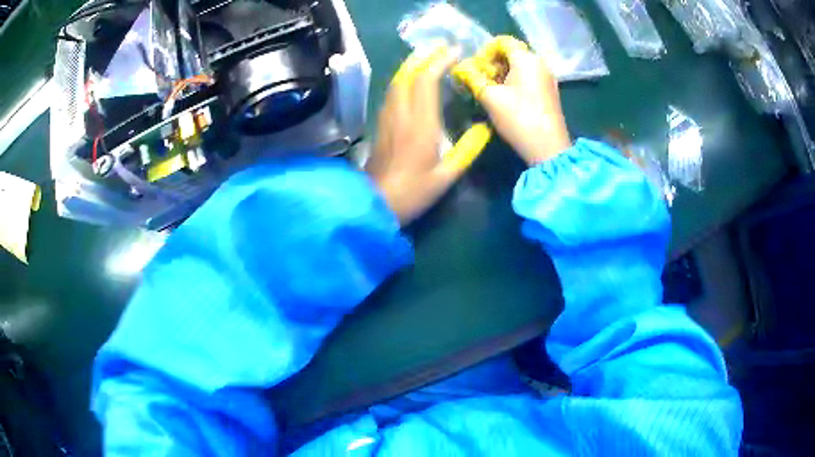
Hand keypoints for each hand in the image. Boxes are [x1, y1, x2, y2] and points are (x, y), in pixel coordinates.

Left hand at [367, 46, 465, 224]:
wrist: (375, 203)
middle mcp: (401, 114)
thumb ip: (467, 150)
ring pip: (397, 82)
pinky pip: (391, 93)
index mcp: (420, 125)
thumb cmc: (412, 192)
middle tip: (439, 46)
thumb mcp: (446, 176)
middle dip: (424, 56)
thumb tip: (484, 128)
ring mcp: (387, 118)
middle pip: (408, 75)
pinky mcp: (380, 124)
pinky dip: (403, 79)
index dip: (439, 62)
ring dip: (411, 65)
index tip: (454, 52)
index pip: (426, 82)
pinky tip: (410, 80)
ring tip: (427, 56)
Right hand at [475, 38, 571, 164]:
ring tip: (489, 91)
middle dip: (492, 63)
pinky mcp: (549, 91)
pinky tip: (505, 98)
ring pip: (520, 66)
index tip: (475, 68)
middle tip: (479, 80)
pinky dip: (514, 82)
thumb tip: (460, 67)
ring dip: (502, 74)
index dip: (485, 51)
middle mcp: (540, 63)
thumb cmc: (519, 118)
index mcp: (527, 59)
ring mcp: (547, 78)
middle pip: (512, 53)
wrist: (549, 149)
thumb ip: (473, 78)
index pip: (502, 42)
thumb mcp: (490, 97)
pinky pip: (529, 78)